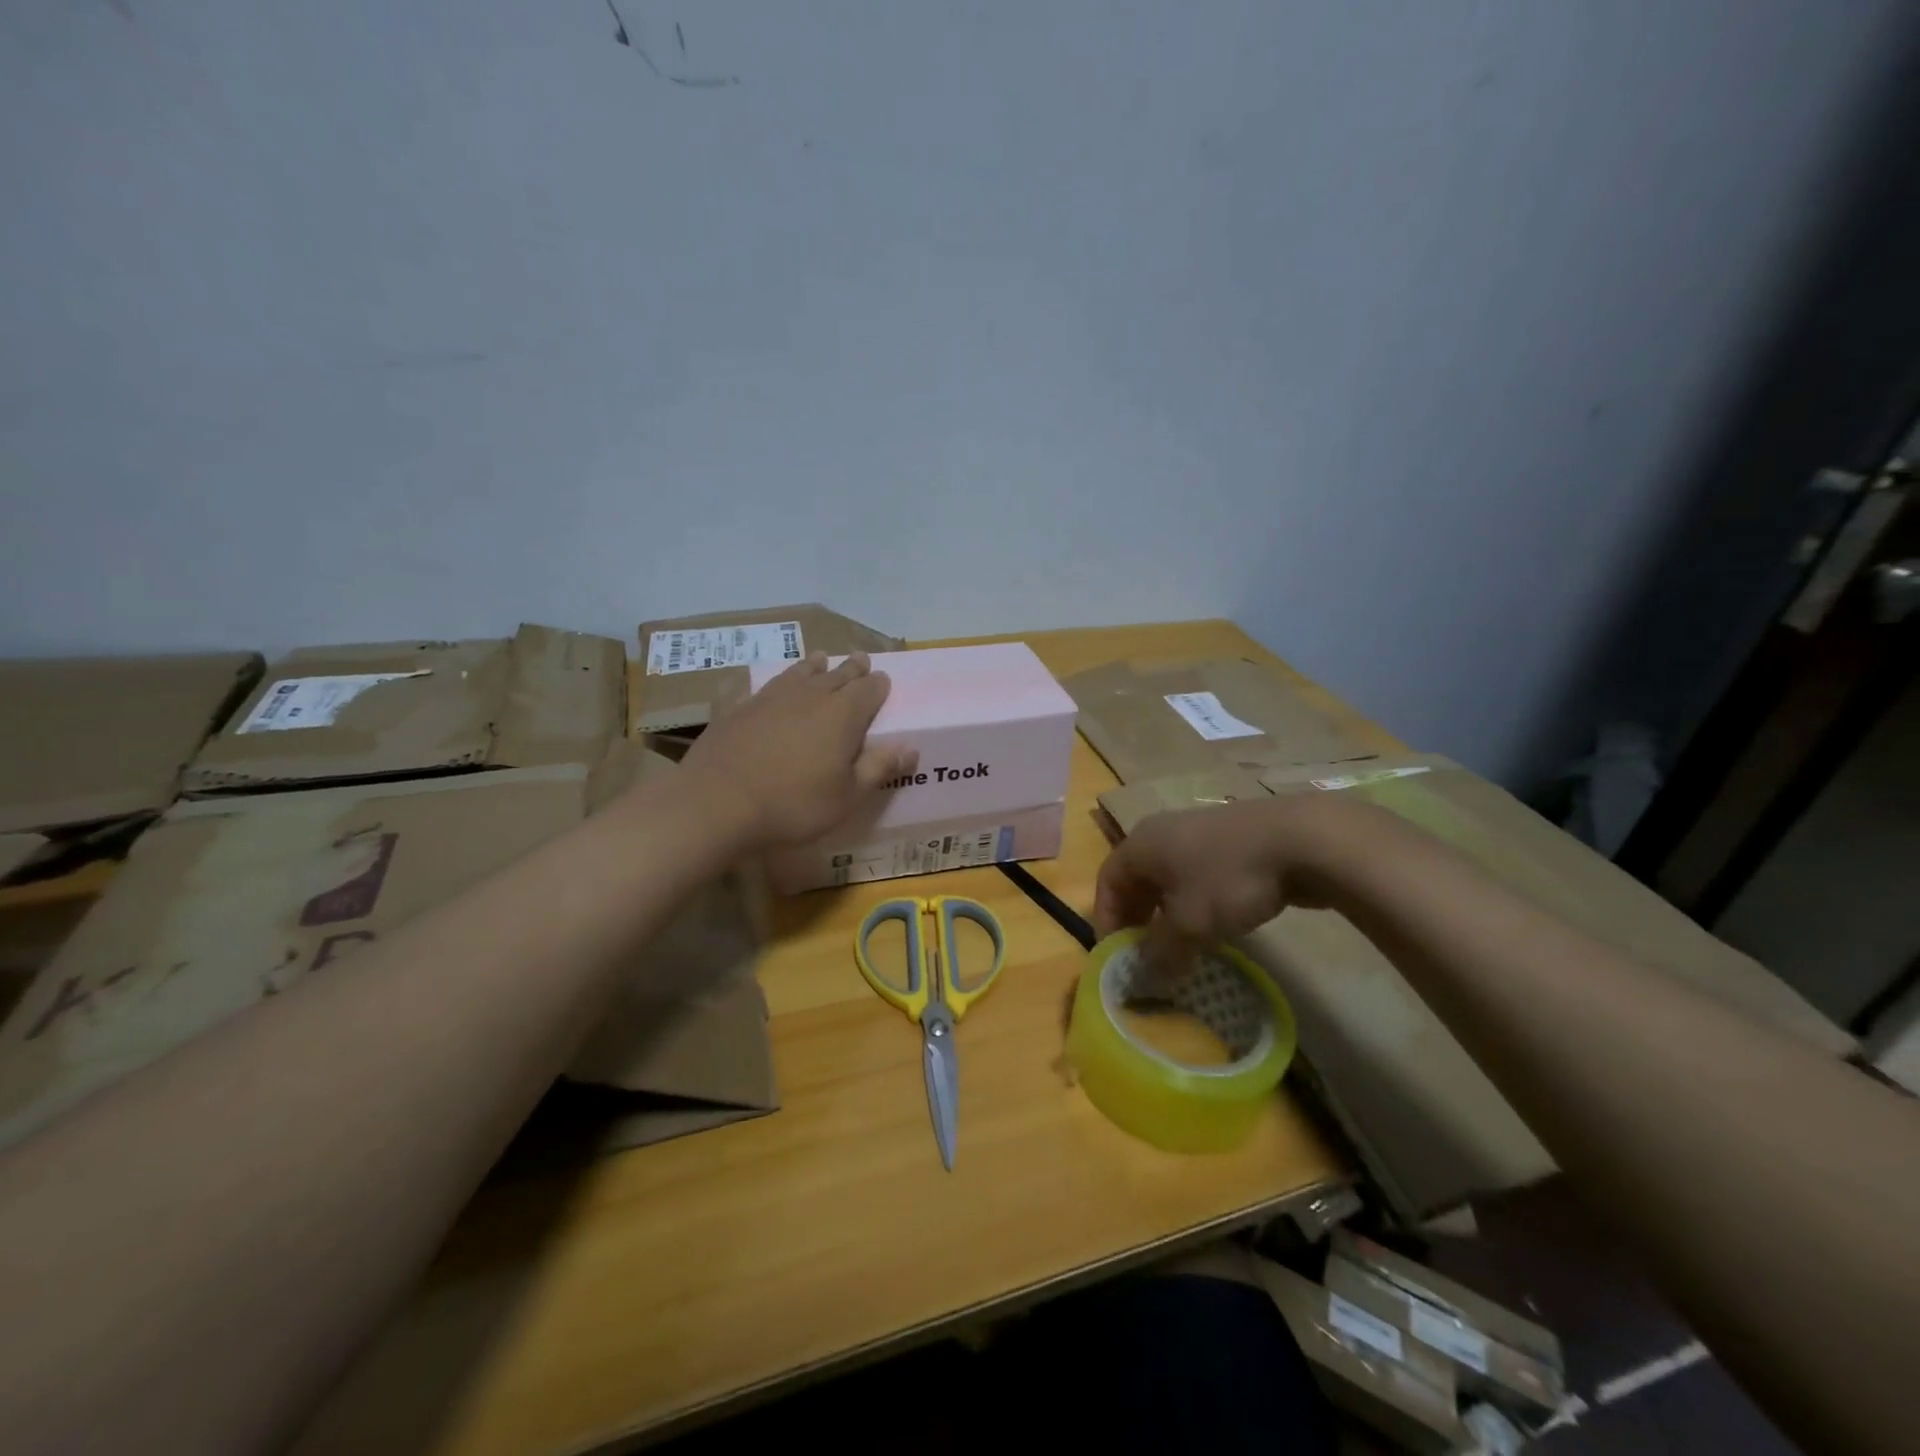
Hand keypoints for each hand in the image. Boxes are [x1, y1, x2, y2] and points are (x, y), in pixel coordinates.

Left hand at [679, 651, 916, 849]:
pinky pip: (763, 686)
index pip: (868, 690)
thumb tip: (911, 748)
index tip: (884, 679)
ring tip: (821, 658)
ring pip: (800, 673)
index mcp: (843, 715)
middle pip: (837, 675)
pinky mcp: (740, 707)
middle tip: (861, 658)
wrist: (718, 802)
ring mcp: (771, 698)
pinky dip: (774, 681)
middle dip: (852, 668)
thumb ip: (878, 768)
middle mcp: (810, 696)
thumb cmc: (794, 804)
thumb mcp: (847, 796)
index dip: (879, 685)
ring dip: (814, 666)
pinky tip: (767, 683)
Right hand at [1093, 798, 1338, 964]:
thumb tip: (1147, 976)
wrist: (1301, 840)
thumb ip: (1161, 951)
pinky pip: (1198, 875)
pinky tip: (1216, 925)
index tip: (1117, 956)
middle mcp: (1162, 832)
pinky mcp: (1230, 841)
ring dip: (1167, 913)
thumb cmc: (1228, 878)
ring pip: (1169, 878)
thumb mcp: (1189, 923)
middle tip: (1146, 954)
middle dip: (1137, 918)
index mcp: (1141, 844)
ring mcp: (1198, 833)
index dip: (1107, 920)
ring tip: (1181, 945)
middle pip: (1136, 878)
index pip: (1107, 882)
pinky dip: (1195, 902)